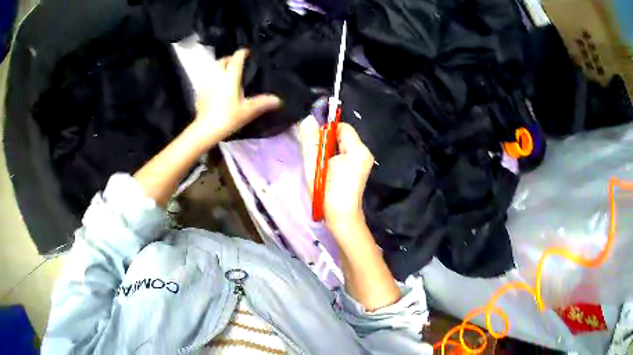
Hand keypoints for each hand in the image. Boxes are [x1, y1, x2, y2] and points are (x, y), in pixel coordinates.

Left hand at [192, 49, 280, 147]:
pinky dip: (214, 78)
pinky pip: (208, 79)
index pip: (236, 58)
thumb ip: (263, 103)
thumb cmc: (227, 117)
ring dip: (220, 68)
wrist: (205, 130)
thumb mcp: (248, 111)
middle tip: (237, 63)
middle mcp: (217, 75)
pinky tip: (217, 87)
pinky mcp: (200, 92)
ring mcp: (206, 83)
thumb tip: (279, 100)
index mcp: (230, 76)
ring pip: (213, 68)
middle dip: (230, 59)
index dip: (243, 53)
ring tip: (228, 74)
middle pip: (222, 60)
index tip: (248, 53)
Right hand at [299, 115, 374, 232]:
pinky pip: (346, 155)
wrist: (342, 219)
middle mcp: (365, 153)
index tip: (315, 145)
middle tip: (317, 159)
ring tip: (322, 166)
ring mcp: (364, 162)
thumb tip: (308, 119)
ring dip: (330, 151)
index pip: (341, 127)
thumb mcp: (315, 165)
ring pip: (343, 146)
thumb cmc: (328, 193)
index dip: (326, 132)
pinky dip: (335, 159)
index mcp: (358, 150)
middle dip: (327, 143)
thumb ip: (311, 141)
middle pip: (343, 136)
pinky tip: (328, 171)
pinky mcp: (360, 170)